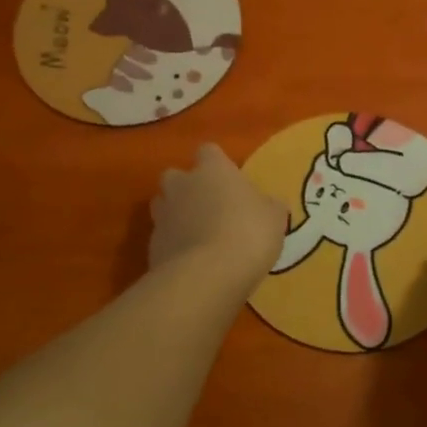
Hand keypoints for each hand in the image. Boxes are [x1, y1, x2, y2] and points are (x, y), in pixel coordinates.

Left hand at [150, 144, 286, 291]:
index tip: (229, 181)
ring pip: (163, 205)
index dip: (217, 164)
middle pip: (176, 176)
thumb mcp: (274, 218)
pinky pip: (163, 237)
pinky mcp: (152, 245)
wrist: (207, 275)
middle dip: (187, 188)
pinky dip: (173, 245)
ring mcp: (163, 215)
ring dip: (176, 215)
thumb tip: (270, 205)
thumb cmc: (248, 234)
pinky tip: (191, 262)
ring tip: (198, 235)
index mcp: (213, 170)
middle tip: (209, 207)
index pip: (209, 151)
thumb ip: (269, 206)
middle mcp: (182, 185)